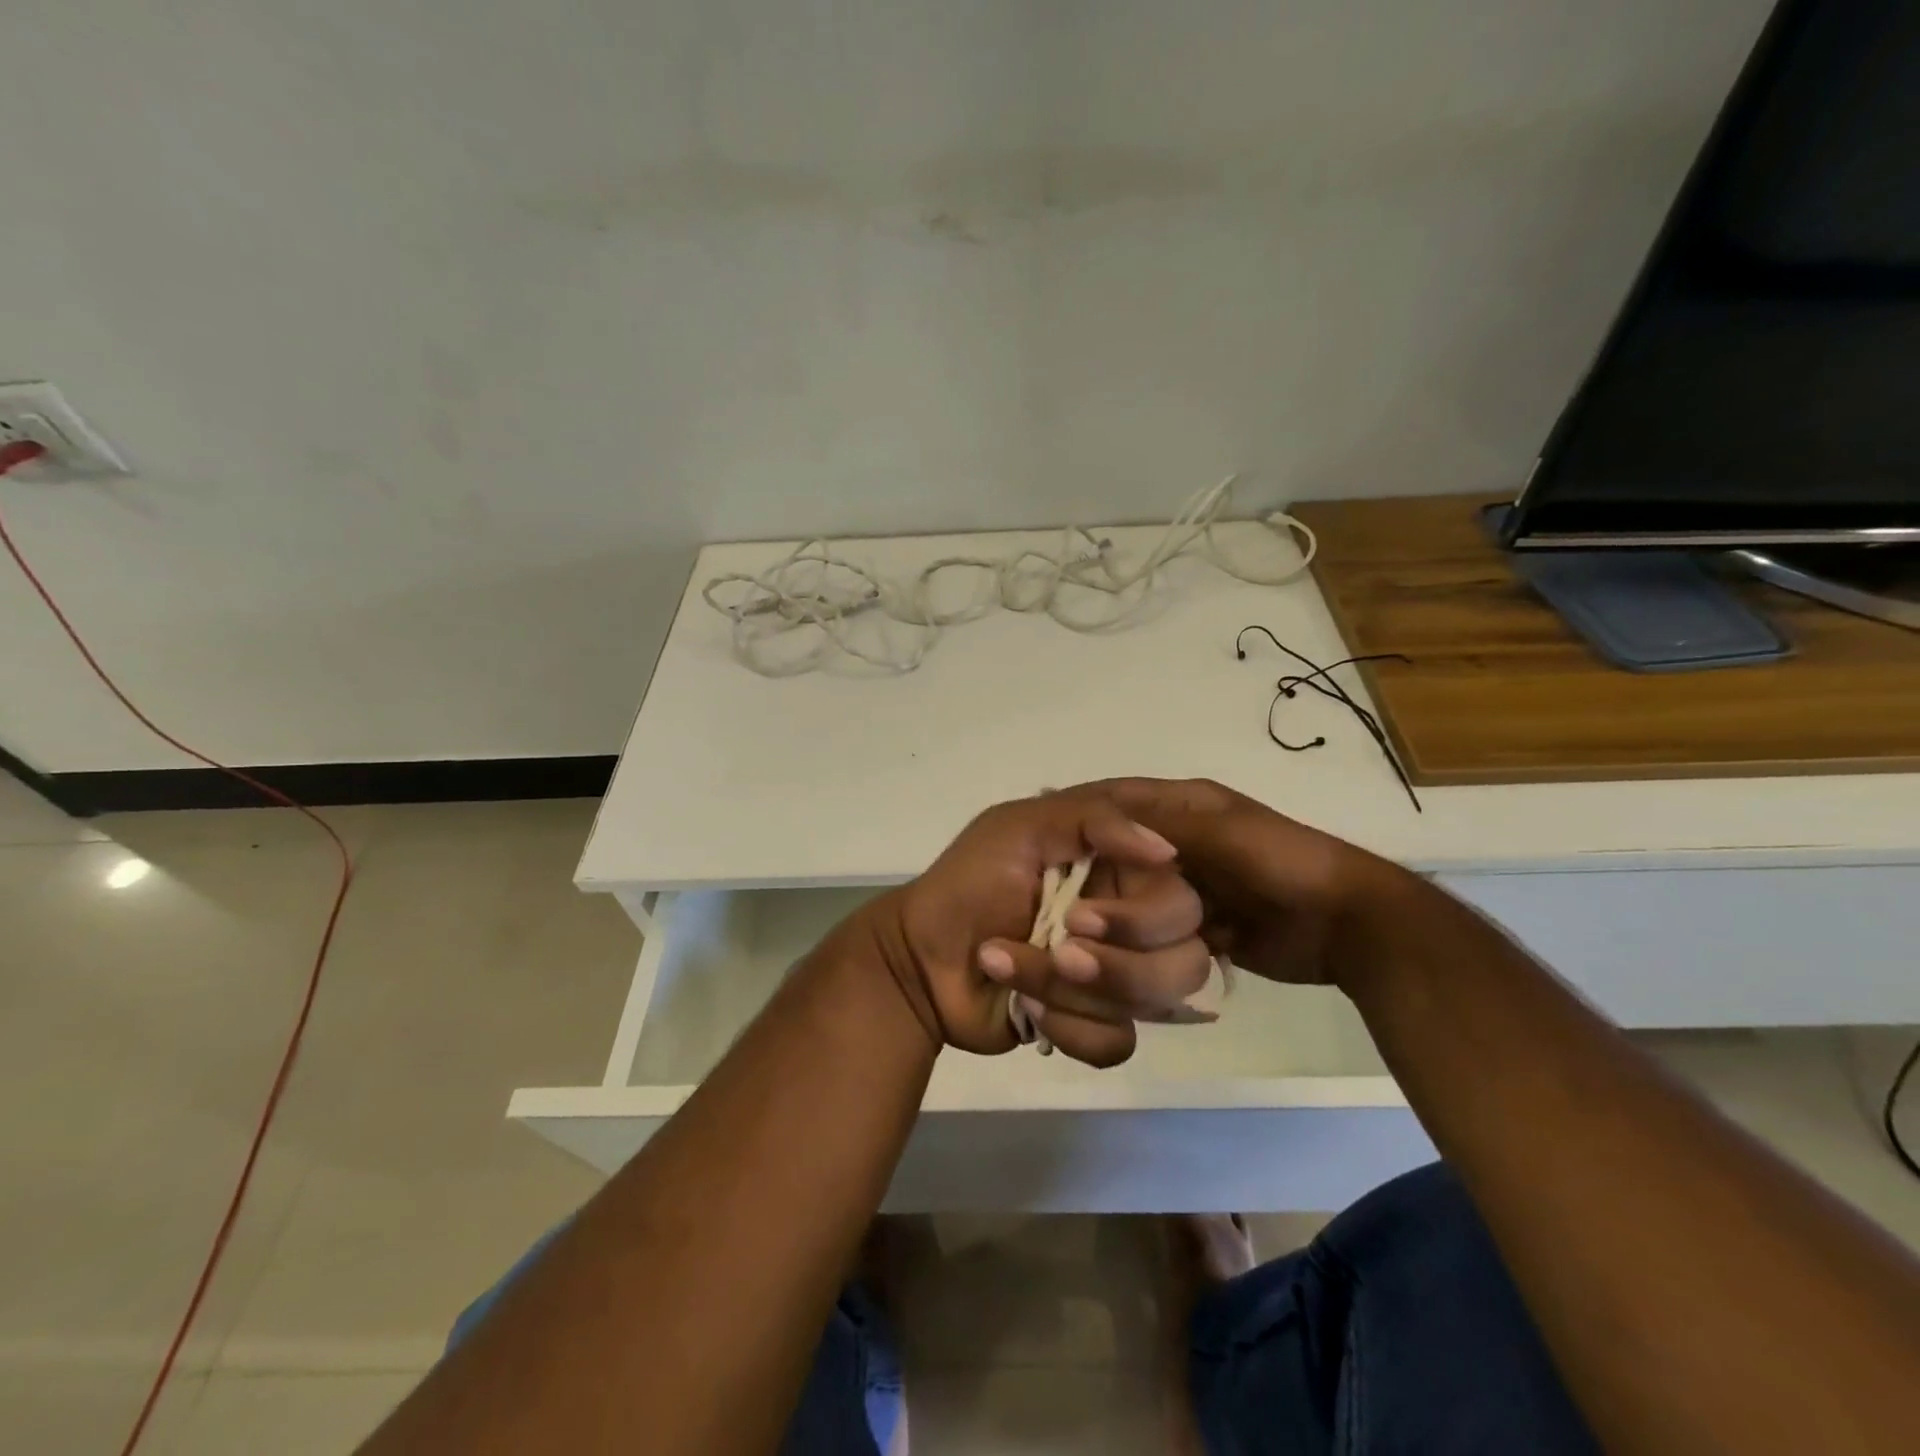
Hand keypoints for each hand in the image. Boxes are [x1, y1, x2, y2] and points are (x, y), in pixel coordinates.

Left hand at [859, 790, 1213, 1066]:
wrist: (920, 959)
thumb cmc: (968, 883)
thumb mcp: (1019, 827)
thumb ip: (1093, 820)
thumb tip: (1168, 852)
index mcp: (1120, 873)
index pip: (1182, 902)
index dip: (1143, 920)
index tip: (1080, 916)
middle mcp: (1130, 925)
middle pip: (1184, 962)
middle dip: (1115, 966)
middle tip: (1058, 950)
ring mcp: (1116, 978)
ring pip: (1149, 1006)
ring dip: (1071, 991)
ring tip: (1012, 969)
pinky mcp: (1095, 1024)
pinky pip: (1117, 1043)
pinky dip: (1068, 1028)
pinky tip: (1024, 1008)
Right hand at [1084, 777, 1406, 989]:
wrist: (1349, 925)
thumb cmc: (1284, 863)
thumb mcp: (1222, 833)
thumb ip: (1161, 827)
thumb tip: (1093, 817)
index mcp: (1184, 808)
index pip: (1116, 807)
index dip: (1083, 823)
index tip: (1046, 847)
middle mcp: (1178, 843)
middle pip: (1119, 858)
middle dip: (1093, 881)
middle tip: (1059, 907)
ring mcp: (1189, 887)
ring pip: (1133, 899)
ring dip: (1115, 919)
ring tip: (1081, 939)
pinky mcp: (1201, 926)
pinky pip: (1156, 934)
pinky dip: (1140, 946)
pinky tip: (1113, 957)